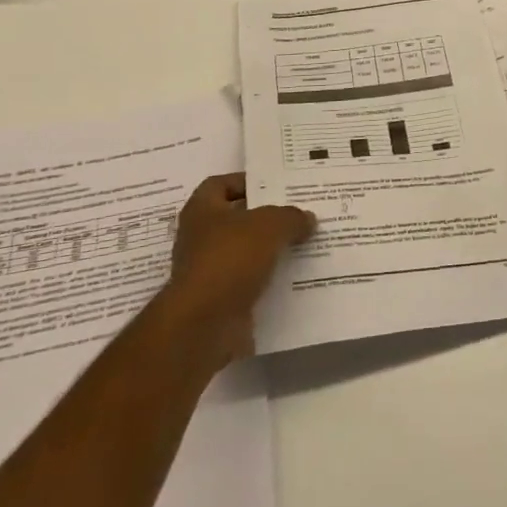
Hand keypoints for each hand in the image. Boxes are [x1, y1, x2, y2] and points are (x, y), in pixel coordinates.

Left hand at [161, 173, 315, 364]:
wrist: (205, 325)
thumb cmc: (230, 258)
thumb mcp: (270, 225)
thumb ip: (291, 217)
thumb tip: (307, 218)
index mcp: (202, 210)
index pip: (221, 184)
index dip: (247, 182)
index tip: (277, 186)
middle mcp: (199, 238)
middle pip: (237, 219)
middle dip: (266, 218)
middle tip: (299, 214)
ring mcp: (208, 272)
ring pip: (245, 253)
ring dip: (270, 251)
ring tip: (305, 244)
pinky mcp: (220, 302)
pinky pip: (249, 284)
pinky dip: (269, 281)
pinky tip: (296, 277)